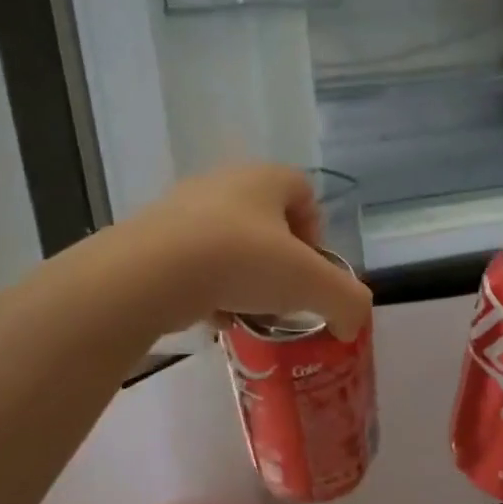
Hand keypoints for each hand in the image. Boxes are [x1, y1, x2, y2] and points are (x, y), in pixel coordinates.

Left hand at [123, 164, 372, 339]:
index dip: (315, 230)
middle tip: (281, 294)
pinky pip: (192, 261)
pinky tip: (211, 316)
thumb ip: (347, 302)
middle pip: (264, 220)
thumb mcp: (313, 284)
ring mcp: (181, 208)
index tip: (311, 269)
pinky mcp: (150, 237)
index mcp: (265, 178)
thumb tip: (352, 325)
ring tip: (245, 310)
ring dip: (242, 276)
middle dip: (278, 259)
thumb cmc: (243, 261)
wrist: (152, 272)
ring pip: (227, 242)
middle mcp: (223, 183)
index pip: (303, 191)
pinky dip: (207, 287)